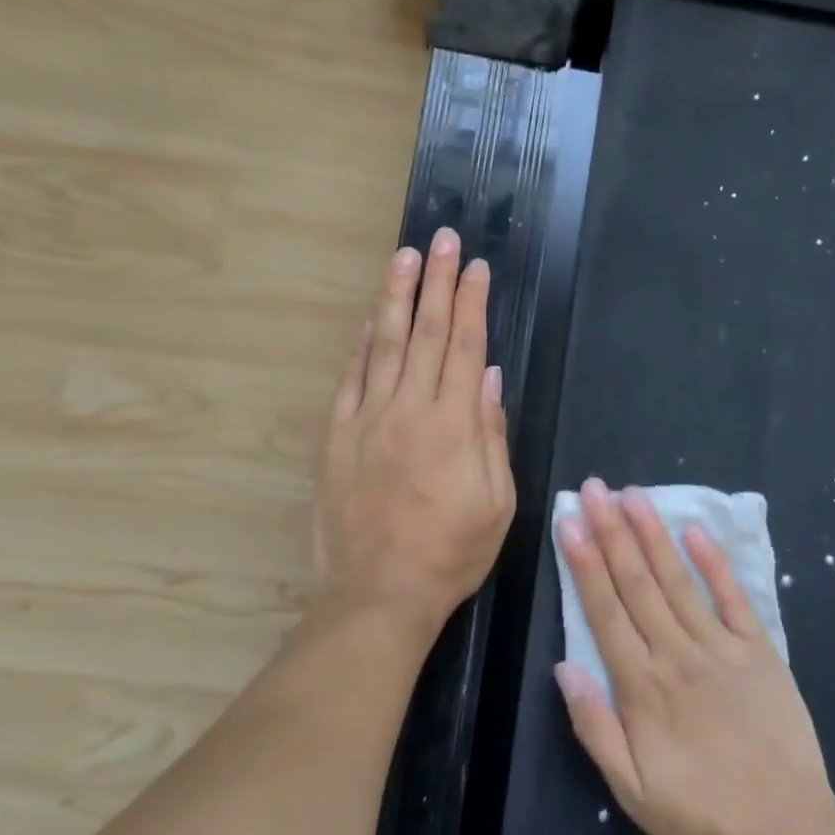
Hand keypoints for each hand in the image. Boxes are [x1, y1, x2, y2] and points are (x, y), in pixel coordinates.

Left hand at [313, 229, 516, 637]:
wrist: (377, 596)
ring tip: (405, 257)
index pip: (467, 346)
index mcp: (454, 424)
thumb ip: (493, 435)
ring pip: (387, 344)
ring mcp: (367, 420)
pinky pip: (350, 380)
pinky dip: (362, 346)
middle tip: (442, 239)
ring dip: (398, 297)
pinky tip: (373, 320)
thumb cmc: (450, 553)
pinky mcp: (336, 437)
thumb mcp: (498, 503)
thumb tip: (491, 379)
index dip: (473, 303)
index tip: (477, 267)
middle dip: (438, 281)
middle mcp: (409, 409)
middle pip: (427, 332)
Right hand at [554, 480, 834, 834]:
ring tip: (633, 494)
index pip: (605, 610)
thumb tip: (564, 666)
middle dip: (612, 531)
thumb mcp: (633, 793)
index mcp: (643, 686)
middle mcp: (677, 654)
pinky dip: (714, 562)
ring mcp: (721, 647)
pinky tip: (696, 530)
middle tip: (594, 488)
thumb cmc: (702, 818)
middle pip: (637, 582)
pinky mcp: (759, 650)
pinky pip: (733, 598)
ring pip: (677, 580)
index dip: (584, 563)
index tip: (570, 521)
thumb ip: (595, 726)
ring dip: (653, 534)